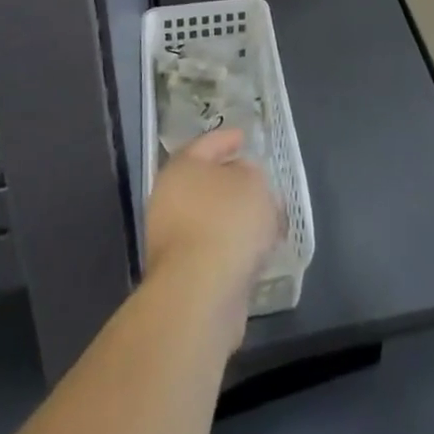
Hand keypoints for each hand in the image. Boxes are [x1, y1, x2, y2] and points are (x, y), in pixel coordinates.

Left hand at [145, 129, 281, 311]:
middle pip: (205, 183)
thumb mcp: (252, 183)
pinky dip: (231, 245)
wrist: (200, 295)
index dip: (226, 139)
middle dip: (232, 182)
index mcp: (181, 168)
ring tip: (264, 219)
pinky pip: (212, 248)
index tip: (244, 138)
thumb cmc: (226, 222)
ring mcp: (171, 240)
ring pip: (209, 218)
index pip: (205, 144)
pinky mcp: (181, 275)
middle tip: (257, 180)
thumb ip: (251, 173)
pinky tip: (254, 250)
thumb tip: (242, 179)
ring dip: (234, 217)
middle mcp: (168, 200)